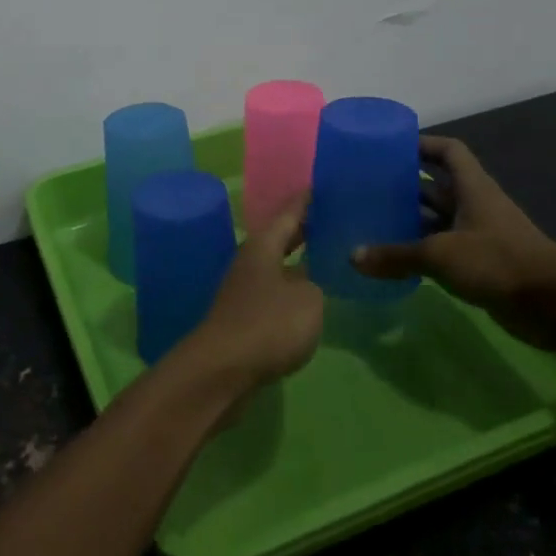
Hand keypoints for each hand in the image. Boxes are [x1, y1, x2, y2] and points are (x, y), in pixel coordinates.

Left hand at [178, 198, 324, 396]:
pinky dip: (292, 287)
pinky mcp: (244, 317)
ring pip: (277, 264)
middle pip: (280, 237)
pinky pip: (274, 291)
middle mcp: (251, 261)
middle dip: (304, 229)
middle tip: (333, 218)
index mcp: (264, 246)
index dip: (306, 200)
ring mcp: (244, 289)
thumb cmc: (268, 325)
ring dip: (298, 259)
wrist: (223, 371)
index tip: (322, 184)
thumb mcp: (308, 300)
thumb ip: (315, 283)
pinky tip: (310, 296)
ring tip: (327, 256)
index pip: (289, 213)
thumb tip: (310, 277)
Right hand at [352, 136, 555, 349]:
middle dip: (406, 184)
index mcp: (473, 188)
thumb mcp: (440, 254)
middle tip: (368, 187)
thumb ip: (396, 255)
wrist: (553, 305)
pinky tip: (393, 257)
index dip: (422, 144)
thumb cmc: (497, 261)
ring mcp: (479, 235)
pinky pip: (443, 248)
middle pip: (437, 185)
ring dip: (411, 219)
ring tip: (372, 220)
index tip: (390, 148)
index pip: (448, 151)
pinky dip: (420, 250)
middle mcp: (475, 205)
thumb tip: (353, 257)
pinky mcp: (480, 264)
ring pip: (438, 219)